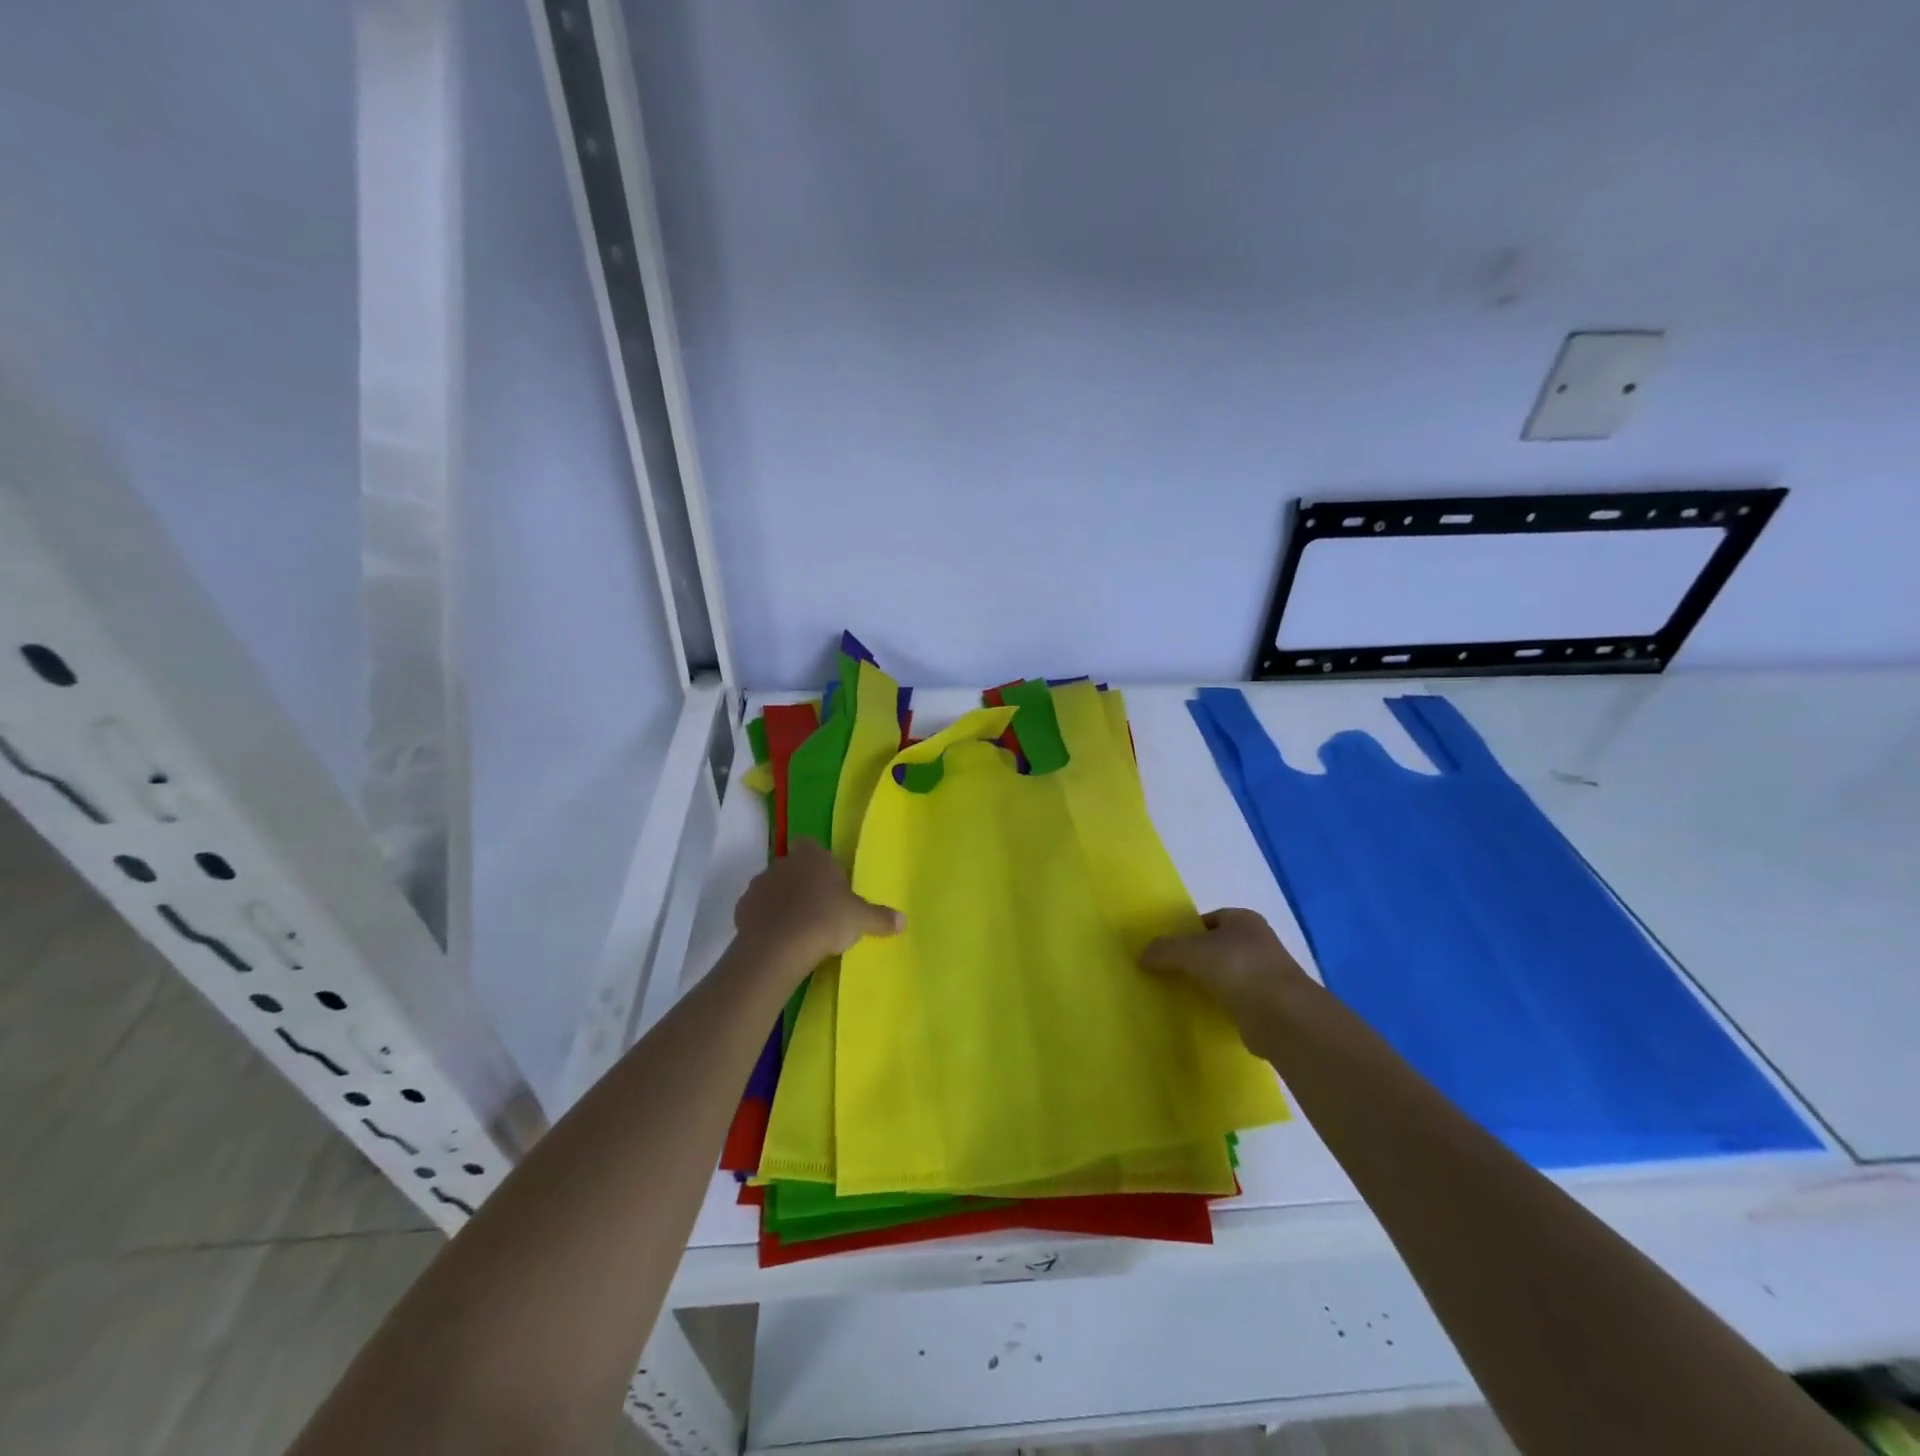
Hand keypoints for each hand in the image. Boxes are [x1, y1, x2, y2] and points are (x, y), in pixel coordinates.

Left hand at [733, 840, 903, 971]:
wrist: (779, 946)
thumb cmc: (826, 920)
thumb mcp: (860, 919)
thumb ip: (880, 918)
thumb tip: (904, 921)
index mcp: (813, 856)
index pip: (810, 843)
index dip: (816, 858)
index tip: (825, 878)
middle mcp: (784, 863)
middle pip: (791, 865)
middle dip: (800, 881)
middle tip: (816, 906)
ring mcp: (760, 884)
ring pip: (772, 886)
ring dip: (780, 899)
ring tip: (795, 925)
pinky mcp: (742, 907)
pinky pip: (756, 908)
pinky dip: (764, 918)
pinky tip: (776, 936)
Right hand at [1141, 908, 1315, 1033]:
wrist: (1283, 1016)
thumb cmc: (1238, 968)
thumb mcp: (1191, 951)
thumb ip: (1164, 950)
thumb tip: (1141, 956)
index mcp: (1244, 920)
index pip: (1209, 920)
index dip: (1186, 932)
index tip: (1167, 949)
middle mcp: (1258, 943)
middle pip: (1216, 947)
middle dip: (1194, 959)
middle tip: (1167, 972)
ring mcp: (1265, 975)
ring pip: (1225, 975)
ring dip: (1206, 983)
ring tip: (1179, 994)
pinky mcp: (1266, 1006)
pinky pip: (1233, 1001)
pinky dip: (1218, 1005)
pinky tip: (1200, 1013)